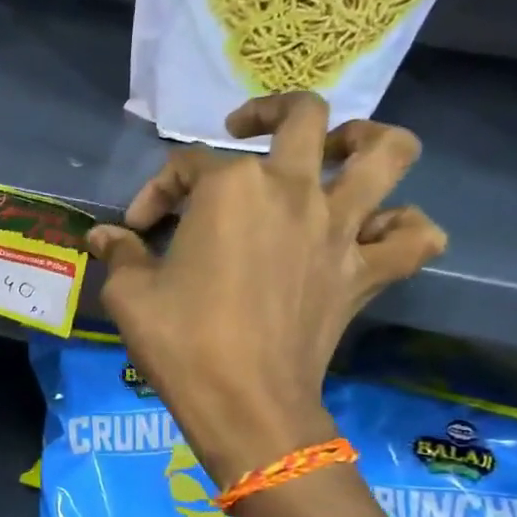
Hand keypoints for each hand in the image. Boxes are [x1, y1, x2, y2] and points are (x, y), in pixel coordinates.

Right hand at [87, 93, 444, 486]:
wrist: (245, 404)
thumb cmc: (181, 342)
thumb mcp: (129, 295)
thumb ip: (118, 254)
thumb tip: (102, 237)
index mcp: (230, 188)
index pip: (184, 167)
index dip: (154, 193)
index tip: (135, 231)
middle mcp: (293, 189)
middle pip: (302, 116)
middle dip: (268, 111)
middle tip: (244, 130)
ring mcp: (340, 229)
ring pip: (388, 153)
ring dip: (367, 140)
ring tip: (340, 150)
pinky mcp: (366, 273)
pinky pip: (414, 237)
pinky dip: (403, 227)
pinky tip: (376, 232)